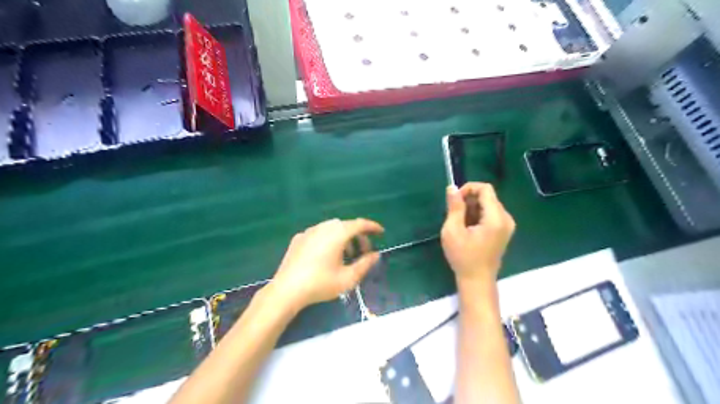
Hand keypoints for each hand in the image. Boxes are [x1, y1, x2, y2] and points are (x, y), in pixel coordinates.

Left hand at [268, 218, 381, 308]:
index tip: (381, 232)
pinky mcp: (299, 238)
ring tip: (347, 256)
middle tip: (365, 252)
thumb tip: (376, 254)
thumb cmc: (320, 284)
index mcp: (338, 233)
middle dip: (358, 236)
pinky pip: (320, 233)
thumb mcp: (348, 278)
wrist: (286, 290)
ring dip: (344, 238)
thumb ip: (365, 264)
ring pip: (332, 229)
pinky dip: (330, 239)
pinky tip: (327, 255)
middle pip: (346, 225)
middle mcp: (324, 227)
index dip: (372, 227)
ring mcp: (309, 231)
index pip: (360, 224)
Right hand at [442, 181, 514, 284]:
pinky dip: (478, 216)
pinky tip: (468, 229)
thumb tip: (452, 187)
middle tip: (455, 215)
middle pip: (488, 196)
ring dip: (472, 208)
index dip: (468, 189)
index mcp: (496, 218)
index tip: (454, 200)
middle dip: (469, 200)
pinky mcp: (504, 231)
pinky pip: (491, 214)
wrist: (477, 281)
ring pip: (488, 205)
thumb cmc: (463, 257)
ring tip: (460, 224)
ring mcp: (507, 225)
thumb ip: (454, 207)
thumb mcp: (453, 230)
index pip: (486, 189)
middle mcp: (506, 218)